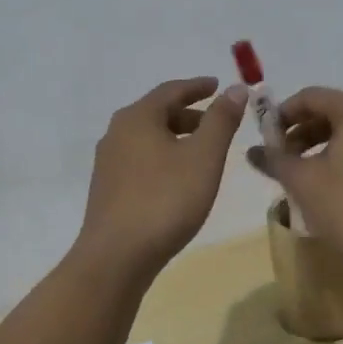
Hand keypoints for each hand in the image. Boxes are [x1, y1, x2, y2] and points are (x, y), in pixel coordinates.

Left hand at [74, 78, 247, 275]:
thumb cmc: (165, 200)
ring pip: (148, 138)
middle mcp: (117, 133)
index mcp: (137, 117)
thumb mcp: (204, 157)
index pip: (171, 90)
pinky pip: (140, 160)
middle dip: (189, 115)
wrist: (116, 257)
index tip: (218, 86)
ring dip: (176, 137)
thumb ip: (221, 120)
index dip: (198, 87)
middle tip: (217, 123)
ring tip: (202, 153)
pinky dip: (163, 157)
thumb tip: (235, 88)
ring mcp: (108, 162)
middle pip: (157, 113)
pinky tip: (178, 179)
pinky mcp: (107, 189)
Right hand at [246, 87, 342, 269]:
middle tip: (280, 159)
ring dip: (319, 147)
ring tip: (301, 175)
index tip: (264, 139)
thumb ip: (274, 159)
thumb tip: (251, 151)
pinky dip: (342, 158)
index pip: (310, 97)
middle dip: (300, 133)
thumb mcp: (303, 181)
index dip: (281, 114)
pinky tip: (330, 187)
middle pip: (331, 112)